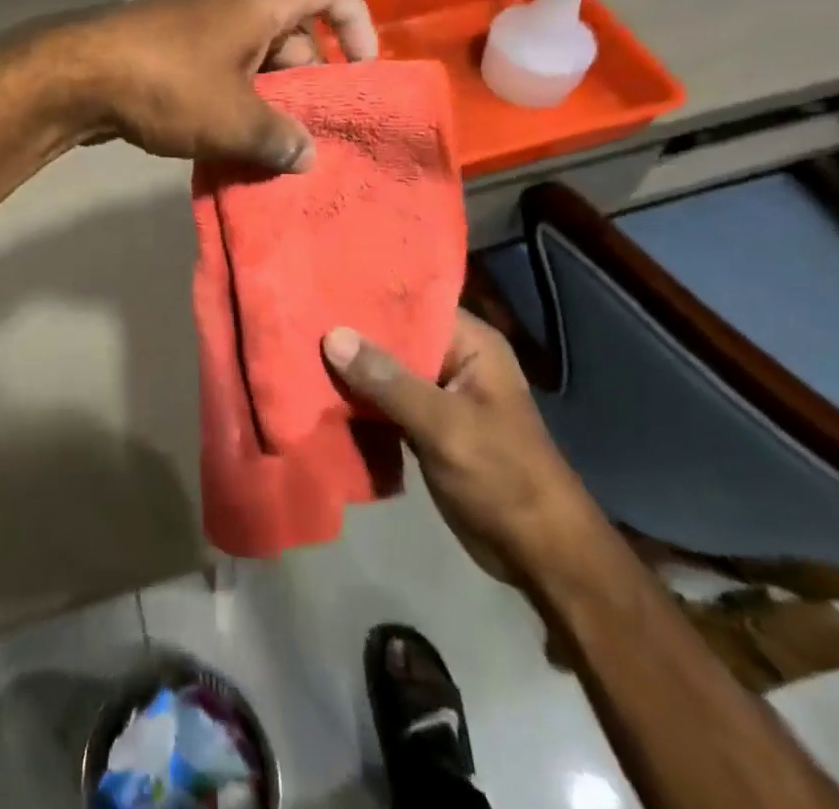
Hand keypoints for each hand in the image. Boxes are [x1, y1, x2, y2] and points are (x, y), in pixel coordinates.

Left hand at [57, 0, 379, 171]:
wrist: (75, 75)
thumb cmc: (168, 84)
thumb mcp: (234, 119)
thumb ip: (279, 139)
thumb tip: (306, 156)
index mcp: (261, 1)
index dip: (358, 21)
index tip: (363, 70)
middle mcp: (233, 4)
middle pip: (294, 31)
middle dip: (310, 80)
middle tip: (314, 130)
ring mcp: (198, 27)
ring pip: (255, 59)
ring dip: (270, 99)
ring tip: (276, 149)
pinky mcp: (171, 52)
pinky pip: (221, 72)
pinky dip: (235, 102)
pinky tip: (233, 145)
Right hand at [323, 311, 600, 580]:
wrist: (541, 556)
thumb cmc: (504, 477)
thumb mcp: (445, 425)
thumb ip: (388, 381)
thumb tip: (333, 336)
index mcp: (470, 344)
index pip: (414, 303)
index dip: (370, 294)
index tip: (322, 283)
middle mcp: (453, 361)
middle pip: (394, 336)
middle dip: (352, 333)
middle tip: (299, 315)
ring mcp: (438, 395)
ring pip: (385, 371)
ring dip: (350, 369)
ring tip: (297, 346)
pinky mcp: (425, 426)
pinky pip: (383, 402)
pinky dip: (358, 400)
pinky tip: (317, 389)